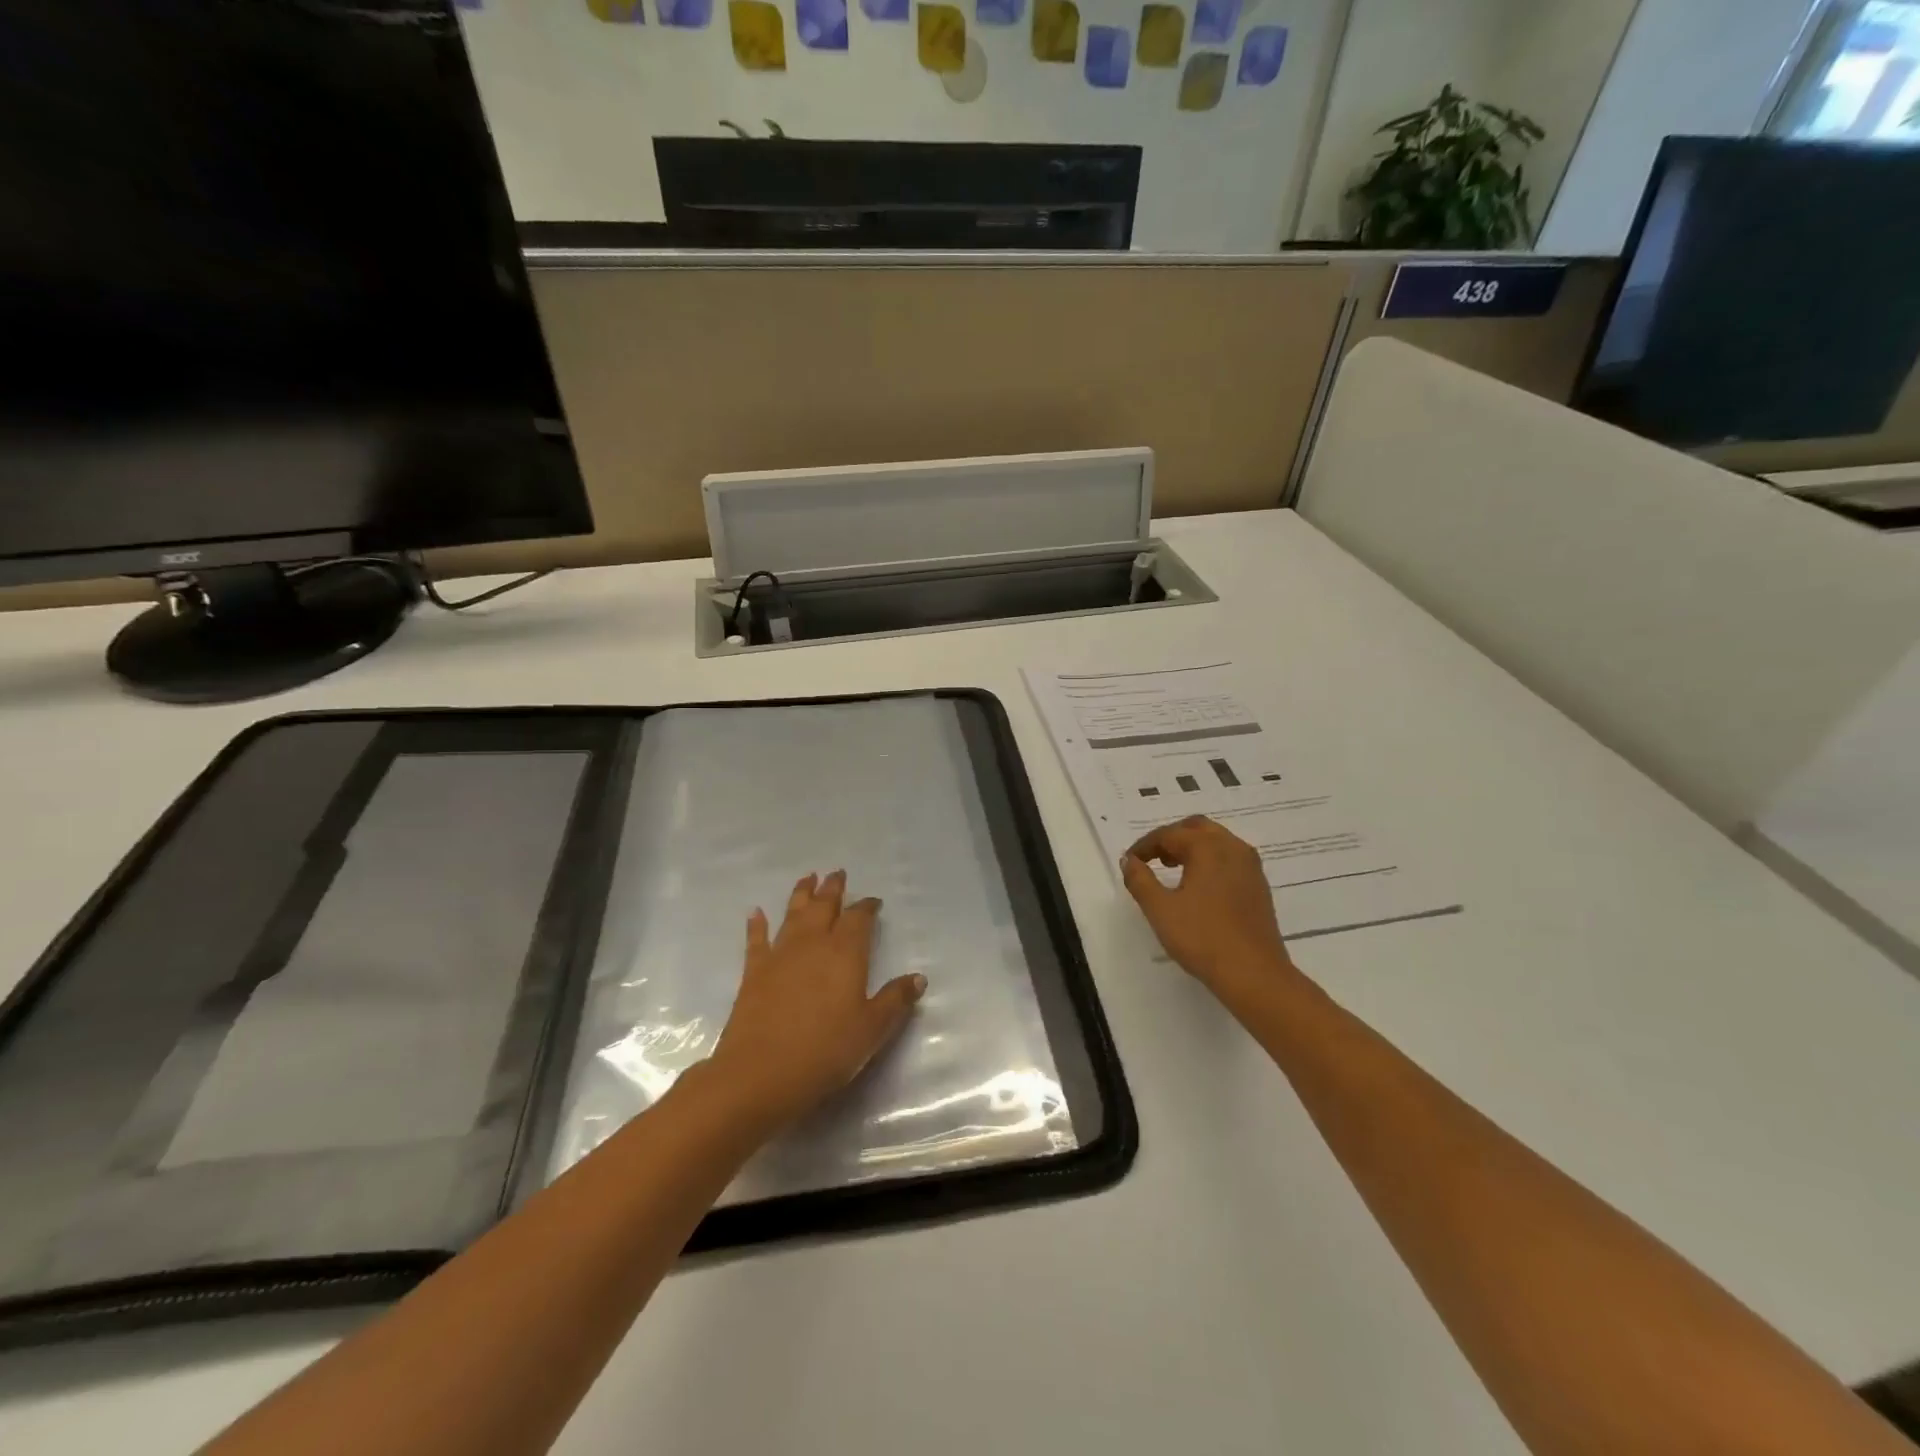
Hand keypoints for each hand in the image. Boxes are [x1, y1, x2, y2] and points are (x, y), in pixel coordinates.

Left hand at [706, 870, 926, 1133]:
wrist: (760, 1074)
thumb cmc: (826, 1052)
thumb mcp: (872, 1030)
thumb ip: (895, 1000)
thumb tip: (918, 978)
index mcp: (845, 953)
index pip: (859, 919)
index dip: (867, 907)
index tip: (873, 901)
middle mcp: (812, 944)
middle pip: (824, 907)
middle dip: (833, 889)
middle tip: (837, 873)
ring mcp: (780, 955)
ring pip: (793, 914)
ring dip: (801, 894)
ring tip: (807, 878)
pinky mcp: (753, 973)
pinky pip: (756, 940)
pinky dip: (757, 924)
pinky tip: (755, 912)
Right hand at [1122, 816, 1294, 992]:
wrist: (1254, 974)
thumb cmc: (1202, 938)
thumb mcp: (1160, 909)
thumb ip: (1140, 880)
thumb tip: (1129, 860)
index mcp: (1208, 847)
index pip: (1169, 834)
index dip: (1145, 846)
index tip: (1130, 862)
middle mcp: (1233, 848)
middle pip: (1197, 827)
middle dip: (1171, 838)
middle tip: (1152, 857)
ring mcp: (1250, 867)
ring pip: (1217, 841)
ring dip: (1192, 847)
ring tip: (1172, 869)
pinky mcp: (1259, 886)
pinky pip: (1230, 858)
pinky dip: (1210, 860)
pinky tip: (1199, 886)